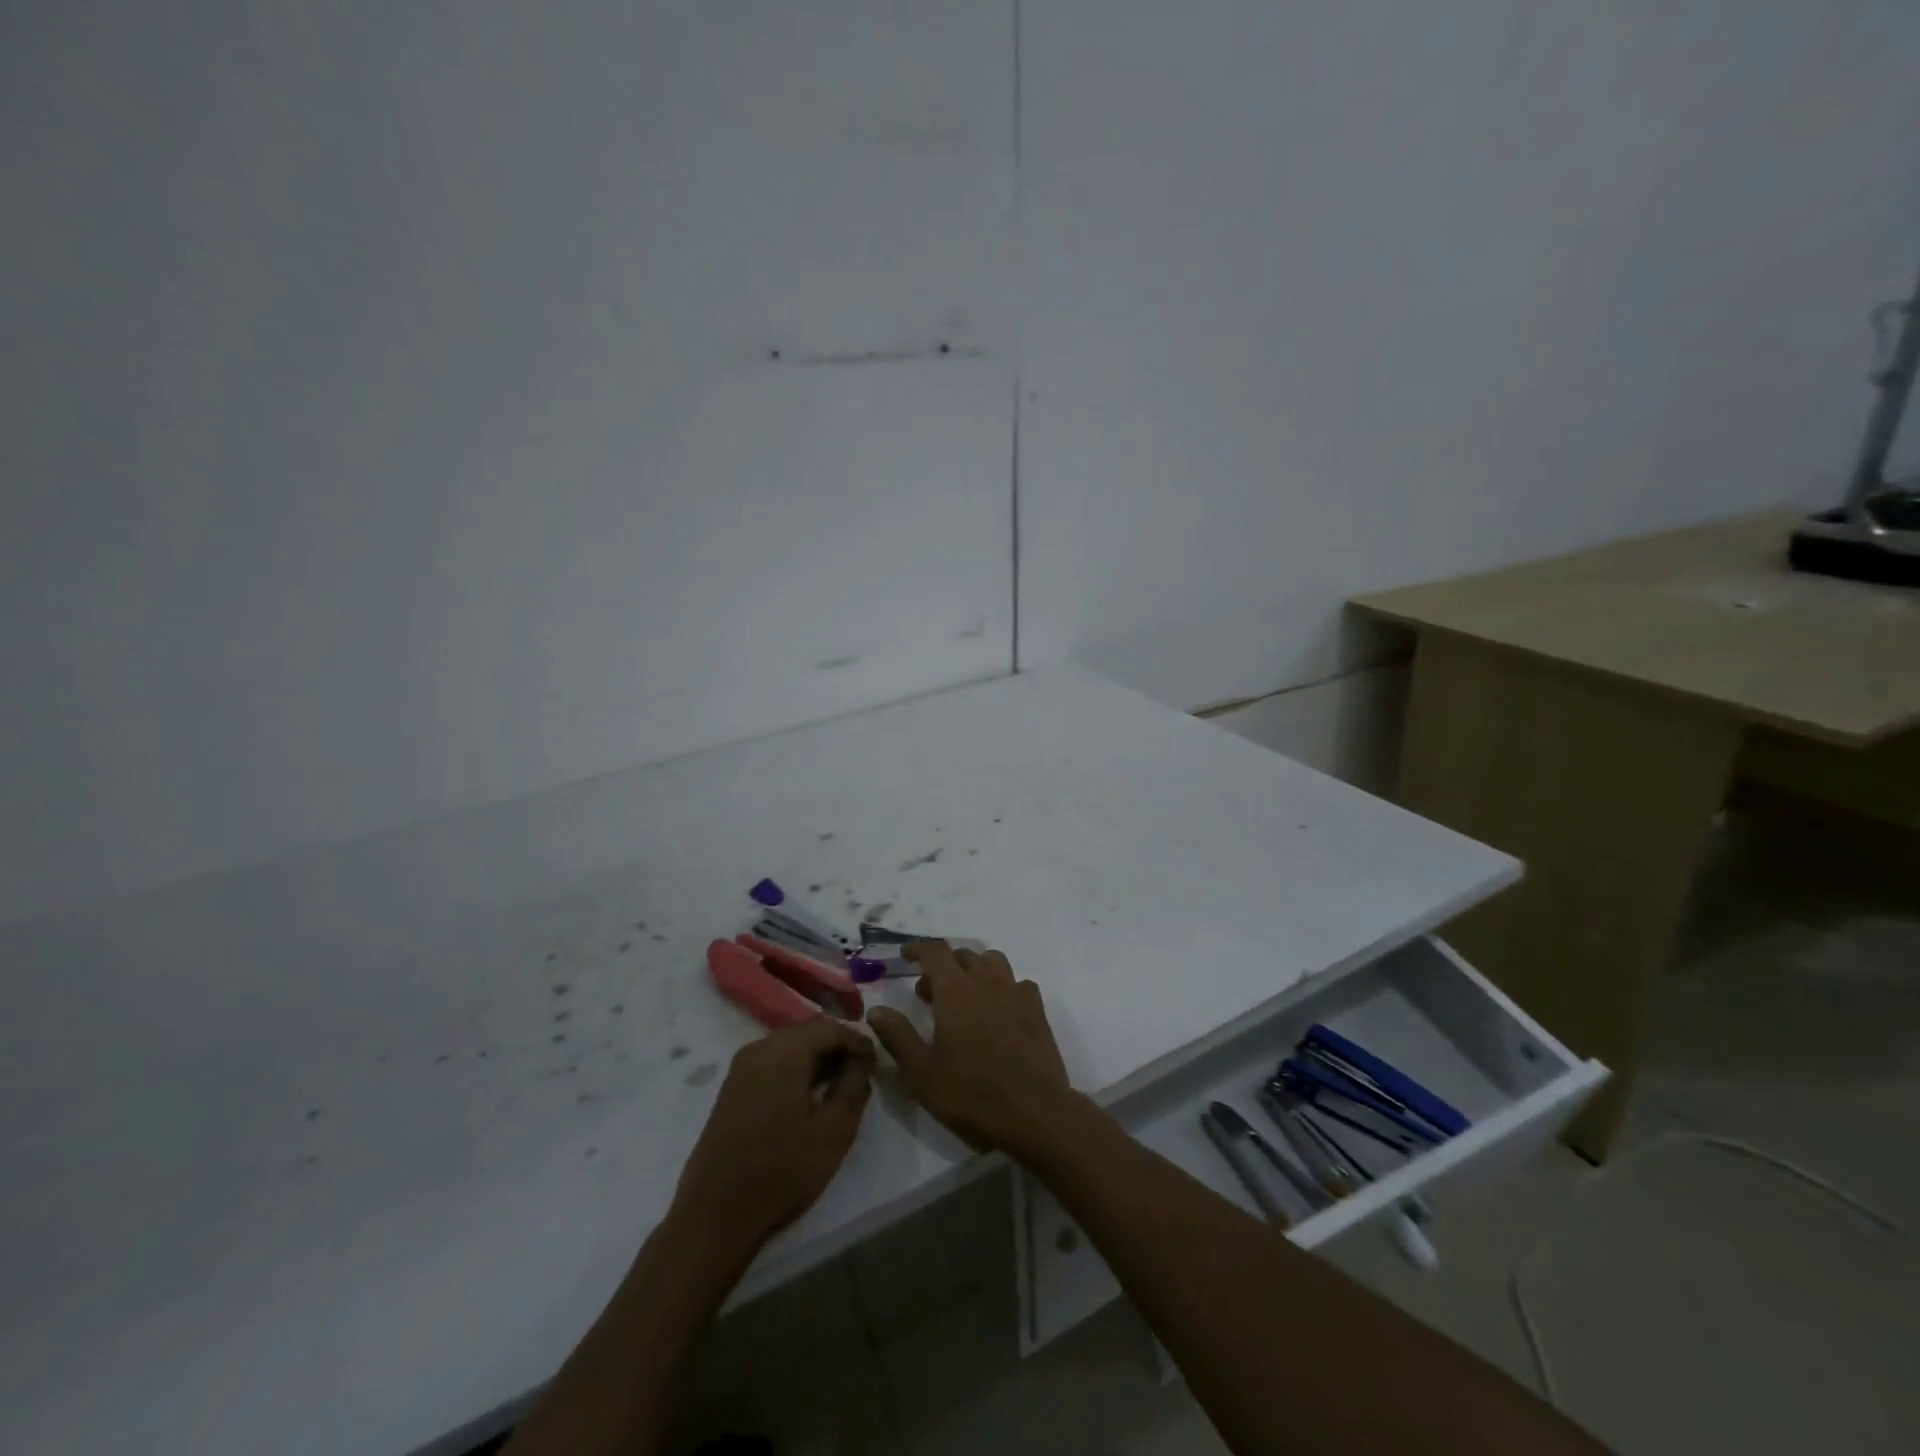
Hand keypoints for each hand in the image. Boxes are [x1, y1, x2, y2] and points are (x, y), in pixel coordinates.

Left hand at [671, 1018, 874, 1251]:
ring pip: (789, 1047)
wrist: (714, 1216)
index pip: (830, 1028)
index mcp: (783, 1052)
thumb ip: (853, 1088)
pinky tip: (808, 1095)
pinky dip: (795, 1069)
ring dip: (816, 1058)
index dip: (857, 1040)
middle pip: (807, 1032)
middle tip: (861, 1071)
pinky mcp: (732, 1088)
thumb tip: (860, 1064)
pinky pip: (772, 1063)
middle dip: (837, 1046)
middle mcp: (758, 1049)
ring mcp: (741, 1068)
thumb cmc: (781, 1172)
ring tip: (839, 1083)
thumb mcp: (833, 1133)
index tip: (876, 1061)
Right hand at [865, 942, 1073, 1154]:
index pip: (935, 951)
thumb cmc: (971, 1094)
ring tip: (963, 995)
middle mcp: (986, 981)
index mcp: (955, 990)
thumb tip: (876, 1010)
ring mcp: (1015, 992)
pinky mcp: (1036, 1009)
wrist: (1033, 1112)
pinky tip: (998, 1010)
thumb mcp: (921, 1072)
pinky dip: (1003, 987)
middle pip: (962, 955)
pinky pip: (1017, 983)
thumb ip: (897, 1036)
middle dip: (942, 965)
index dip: (918, 949)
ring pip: (992, 962)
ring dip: (974, 969)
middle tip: (927, 992)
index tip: (905, 956)